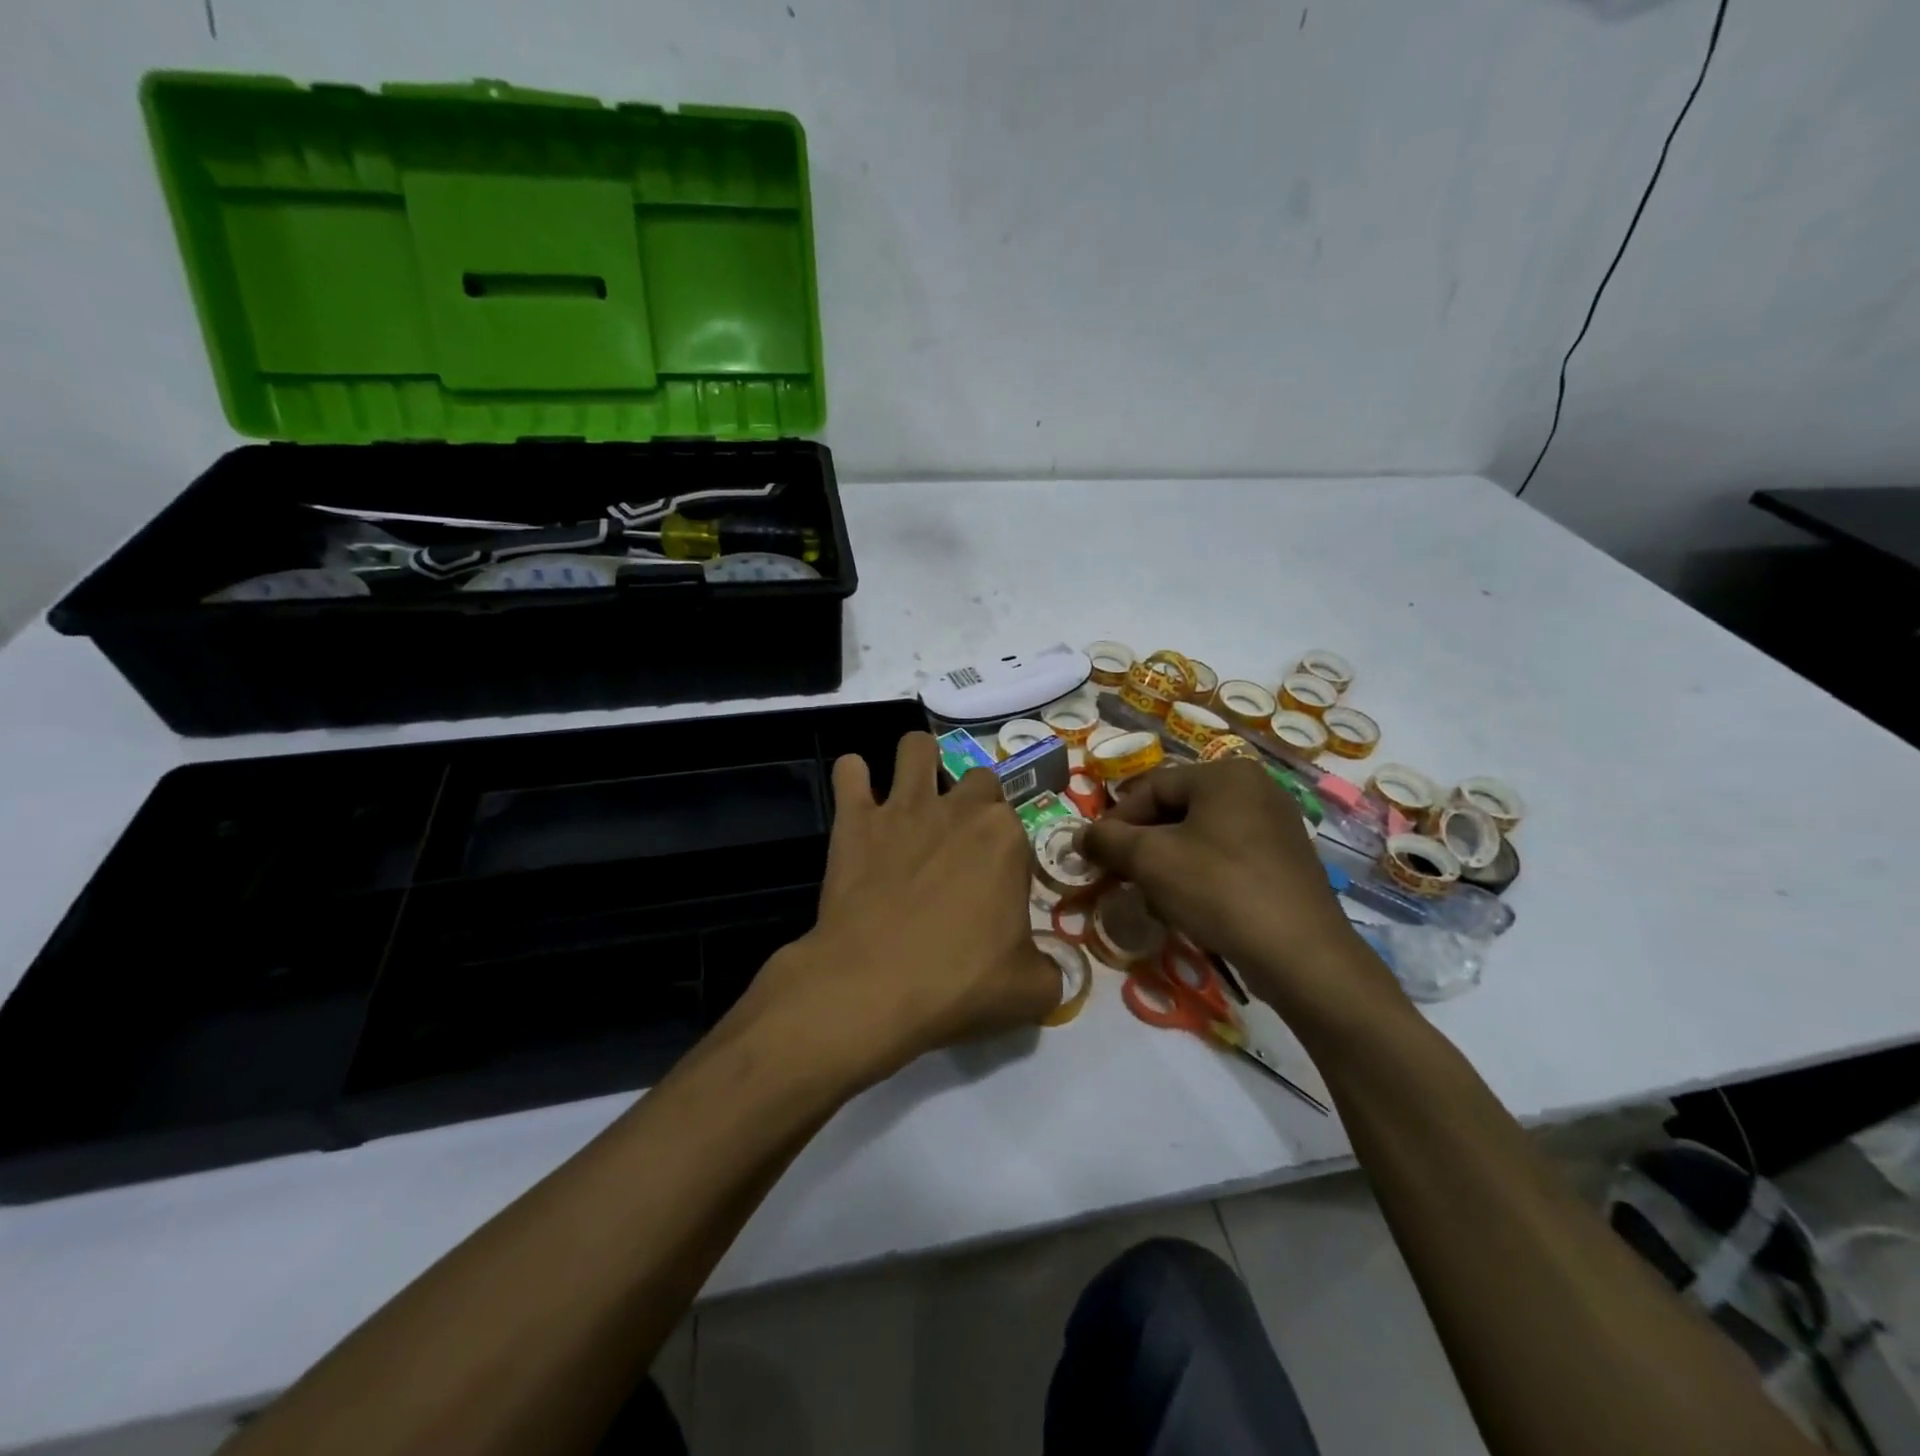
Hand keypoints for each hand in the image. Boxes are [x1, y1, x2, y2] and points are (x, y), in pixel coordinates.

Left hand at [739, 732, 1060, 1087]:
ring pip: (916, 747)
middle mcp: (959, 808)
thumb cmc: (958, 983)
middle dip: (974, 801)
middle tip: (961, 843)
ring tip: (915, 789)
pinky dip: (853, 778)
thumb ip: (1051, 971)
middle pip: (979, 778)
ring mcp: (903, 807)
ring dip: (919, 761)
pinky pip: (849, 771)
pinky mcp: (855, 819)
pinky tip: (857, 796)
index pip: (1018, 828)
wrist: (872, 986)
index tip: (998, 890)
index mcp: (1006, 837)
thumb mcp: (1030, 991)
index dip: (1010, 857)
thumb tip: (1049, 969)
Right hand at [1081, 758, 1397, 1021]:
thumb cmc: (1219, 890)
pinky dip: (1201, 874)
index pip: (1152, 787)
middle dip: (1144, 844)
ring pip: (1201, 835)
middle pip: (1177, 809)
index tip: (1095, 854)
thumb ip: (1108, 840)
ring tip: (1153, 896)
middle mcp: (1255, 787)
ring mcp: (1277, 824)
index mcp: (1225, 774)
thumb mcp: (1151, 860)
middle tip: (1122, 876)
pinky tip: (1191, 906)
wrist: (1301, 954)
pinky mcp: (1287, 860)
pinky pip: (1228, 855)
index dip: (1117, 820)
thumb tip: (1081, 835)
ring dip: (1169, 862)